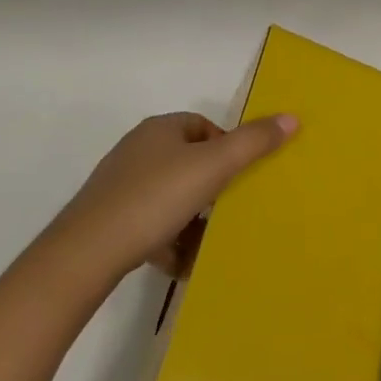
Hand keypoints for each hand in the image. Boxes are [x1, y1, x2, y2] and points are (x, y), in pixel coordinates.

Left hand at [53, 111, 296, 282]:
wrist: (88, 252)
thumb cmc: (154, 198)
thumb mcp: (212, 168)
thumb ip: (252, 143)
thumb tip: (292, 117)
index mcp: (160, 129)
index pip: (202, 126)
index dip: (226, 147)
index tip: (240, 177)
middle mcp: (137, 150)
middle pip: (187, 162)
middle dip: (211, 187)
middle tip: (229, 210)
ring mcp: (120, 185)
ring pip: (169, 196)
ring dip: (190, 218)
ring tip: (208, 242)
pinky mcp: (108, 220)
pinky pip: (148, 225)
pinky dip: (167, 241)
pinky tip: (180, 263)